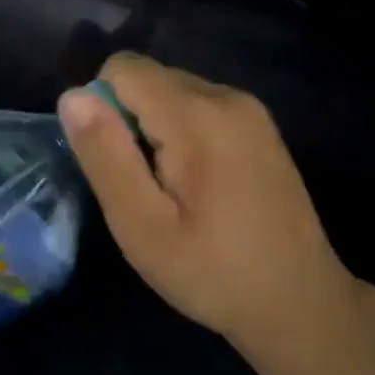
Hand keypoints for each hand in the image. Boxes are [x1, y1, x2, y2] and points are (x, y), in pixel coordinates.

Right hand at [58, 54, 362, 374]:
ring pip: (170, 89)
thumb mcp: (141, 225)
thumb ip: (105, 154)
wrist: (302, 305)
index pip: (121, 69)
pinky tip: (198, 183)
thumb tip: (72, 95)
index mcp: (196, 116)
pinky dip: (180, 130)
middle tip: (145, 185)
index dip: (103, 111)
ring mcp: (249, 108)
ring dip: (153, 126)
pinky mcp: (259, 124)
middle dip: (128, 119)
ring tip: (172, 188)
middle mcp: (226, 96)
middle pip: (147, 76)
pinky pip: (196, 104)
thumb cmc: (212, 272)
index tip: (119, 164)